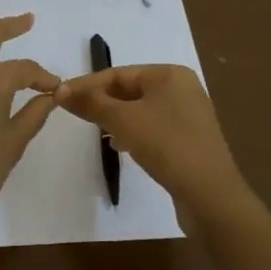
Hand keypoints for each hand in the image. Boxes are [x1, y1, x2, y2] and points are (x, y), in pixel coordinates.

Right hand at [55, 65, 247, 216]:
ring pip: (141, 109)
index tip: (60, 96)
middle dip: (102, 101)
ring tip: (94, 129)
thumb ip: (91, 103)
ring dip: (115, 117)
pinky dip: (133, 132)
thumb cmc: (166, 145)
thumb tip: (60, 90)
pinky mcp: (190, 140)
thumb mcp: (122, 120)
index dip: (87, 84)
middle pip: (130, 89)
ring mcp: (189, 115)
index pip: (118, 73)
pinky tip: (119, 145)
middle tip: (74, 113)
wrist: (210, 195)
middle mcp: (182, 88)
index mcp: (169, 74)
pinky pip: (153, 127)